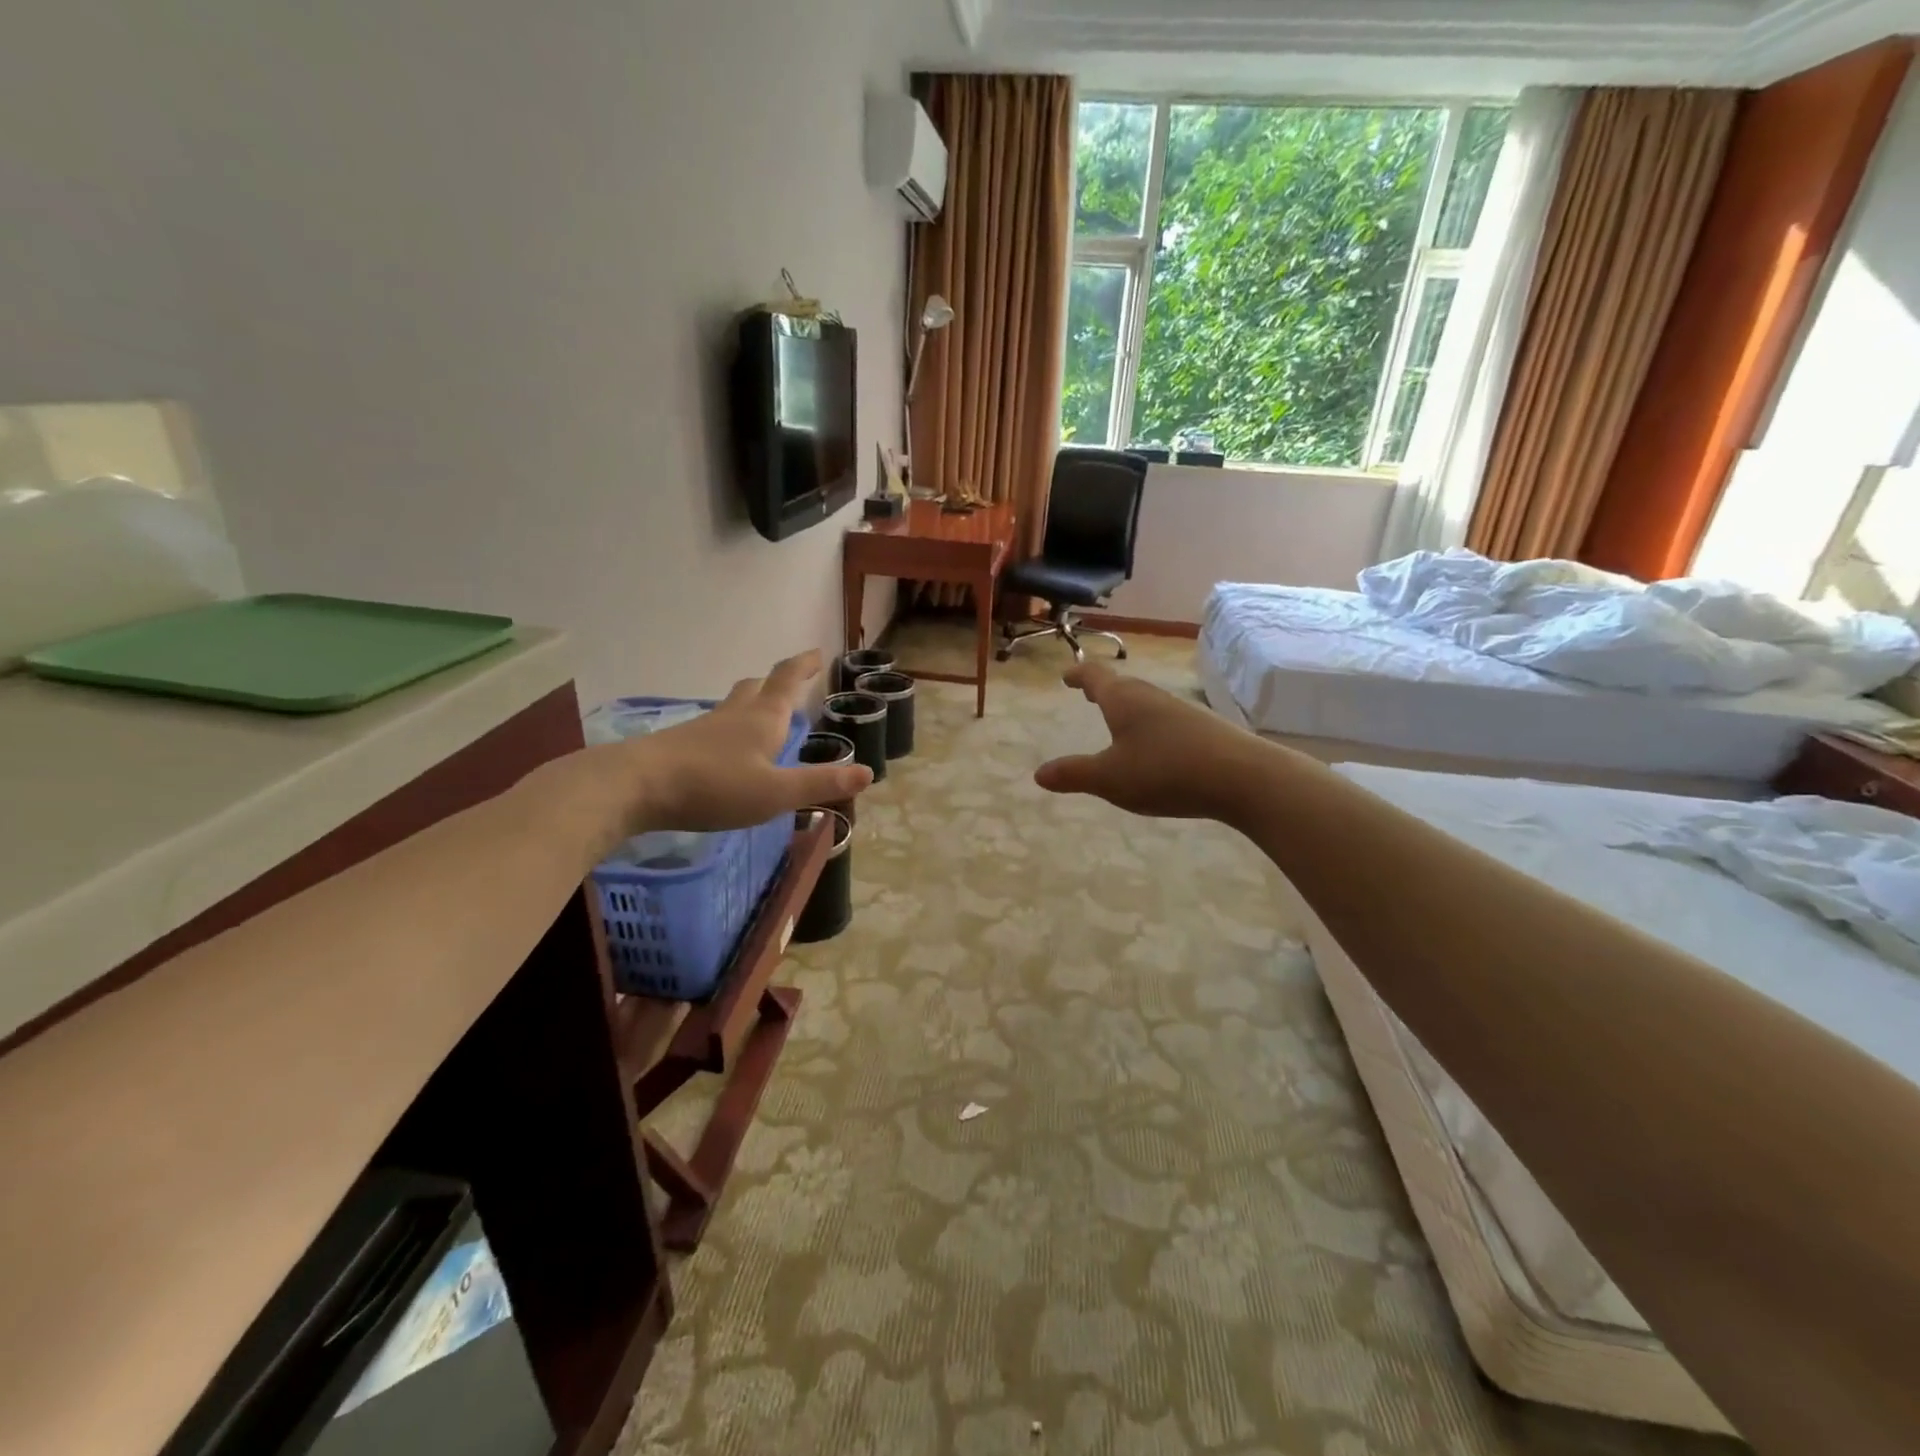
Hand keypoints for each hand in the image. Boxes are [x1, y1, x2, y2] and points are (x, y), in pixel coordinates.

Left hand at [611, 651, 871, 834]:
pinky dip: (730, 729)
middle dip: (777, 681)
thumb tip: (868, 772)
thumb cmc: (714, 786)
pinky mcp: (681, 746)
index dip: (804, 665)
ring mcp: (704, 728)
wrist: (635, 786)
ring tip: (762, 713)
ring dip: (752, 703)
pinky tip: (726, 750)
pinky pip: (714, 727)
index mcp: (763, 719)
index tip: (817, 652)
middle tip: (791, 681)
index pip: (787, 680)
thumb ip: (820, 783)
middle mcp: (735, 716)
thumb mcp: (776, 793)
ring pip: (734, 705)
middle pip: (757, 686)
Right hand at [1034, 661, 1261, 820]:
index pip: (1095, 678)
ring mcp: (1181, 711)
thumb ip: (1074, 775)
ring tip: (1118, 718)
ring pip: (1146, 701)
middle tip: (1088, 692)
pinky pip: (1165, 719)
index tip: (1067, 675)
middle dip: (1103, 688)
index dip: (1079, 675)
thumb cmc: (1165, 771)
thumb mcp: (1110, 779)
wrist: (1242, 776)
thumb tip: (1039, 774)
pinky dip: (1149, 724)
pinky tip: (1155, 745)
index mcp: (1123, 700)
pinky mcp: (1203, 729)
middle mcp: (1151, 697)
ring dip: (1127, 705)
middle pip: (1122, 686)